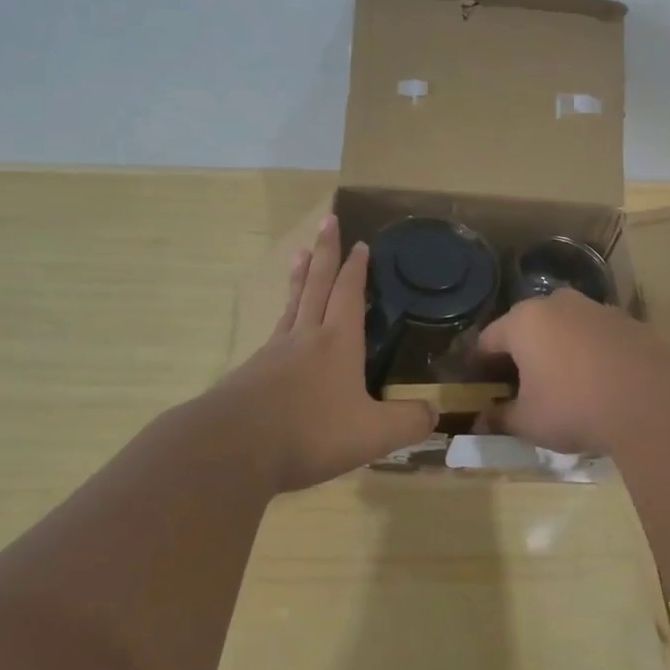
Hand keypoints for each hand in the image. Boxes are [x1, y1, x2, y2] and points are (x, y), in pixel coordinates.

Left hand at [208, 215, 435, 490]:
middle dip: (325, 252)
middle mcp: (305, 337)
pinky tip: (281, 328)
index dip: (356, 268)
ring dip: (300, 277)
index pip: (349, 293)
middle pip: (317, 284)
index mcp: (337, 342)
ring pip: (292, 304)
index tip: (360, 243)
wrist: (234, 448)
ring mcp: (274, 352)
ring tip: (299, 253)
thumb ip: (408, 422)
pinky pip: (274, 334)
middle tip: (327, 221)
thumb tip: (434, 413)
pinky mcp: (251, 373)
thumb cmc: (311, 433)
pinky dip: (283, 318)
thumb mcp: (373, 434)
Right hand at [476, 289, 669, 454]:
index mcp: (523, 321)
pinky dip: (587, 353)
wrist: (655, 401)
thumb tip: (480, 423)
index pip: (488, 339)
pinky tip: (596, 382)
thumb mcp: (529, 422)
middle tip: (519, 386)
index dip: (479, 364)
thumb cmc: (575, 406)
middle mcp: (556, 303)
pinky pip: (594, 336)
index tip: (479, 385)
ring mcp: (595, 308)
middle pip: (526, 327)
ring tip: (561, 385)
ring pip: (562, 328)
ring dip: (556, 350)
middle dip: (520, 354)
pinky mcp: (627, 321)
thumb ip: (500, 419)